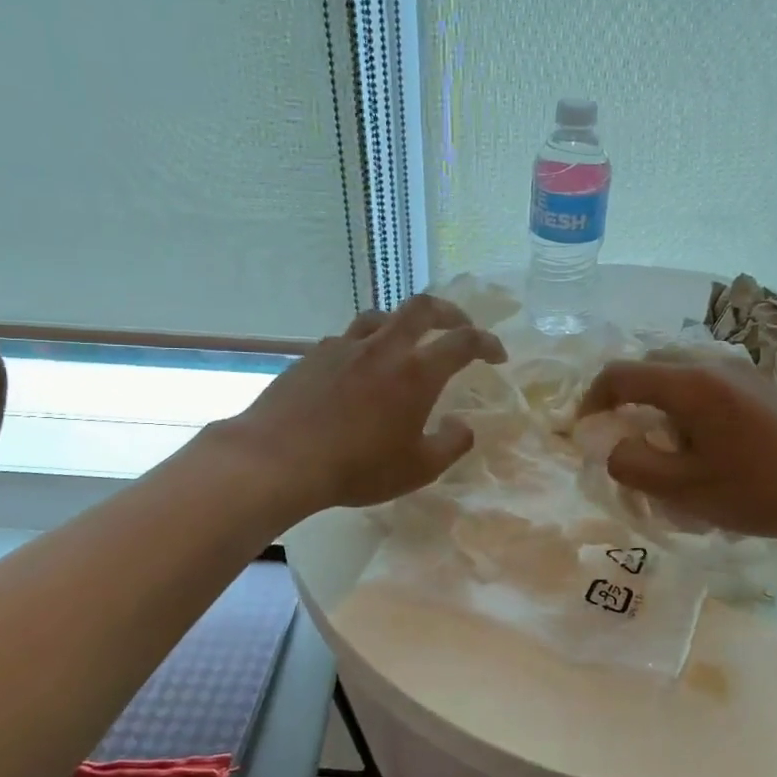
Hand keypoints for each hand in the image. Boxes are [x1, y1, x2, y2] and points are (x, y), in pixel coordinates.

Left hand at [217, 294, 506, 518]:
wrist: (279, 459)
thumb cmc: (357, 467)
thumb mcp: (418, 469)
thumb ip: (451, 445)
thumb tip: (463, 426)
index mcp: (417, 372)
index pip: (464, 342)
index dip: (487, 343)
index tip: (498, 354)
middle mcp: (384, 348)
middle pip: (421, 308)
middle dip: (448, 312)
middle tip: (458, 326)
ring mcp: (344, 347)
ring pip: (380, 316)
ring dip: (402, 323)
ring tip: (406, 342)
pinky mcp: (312, 355)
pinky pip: (347, 339)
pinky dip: (364, 345)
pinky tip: (357, 369)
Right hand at [577, 359, 776, 544]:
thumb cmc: (762, 490)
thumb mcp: (686, 490)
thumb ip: (634, 465)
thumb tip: (613, 446)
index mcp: (689, 383)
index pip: (619, 374)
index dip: (591, 401)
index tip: (585, 433)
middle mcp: (712, 364)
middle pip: (649, 367)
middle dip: (624, 400)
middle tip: (623, 441)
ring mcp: (742, 371)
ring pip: (679, 375)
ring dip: (657, 404)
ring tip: (663, 447)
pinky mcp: (763, 386)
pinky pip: (706, 384)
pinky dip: (686, 406)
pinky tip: (703, 445)